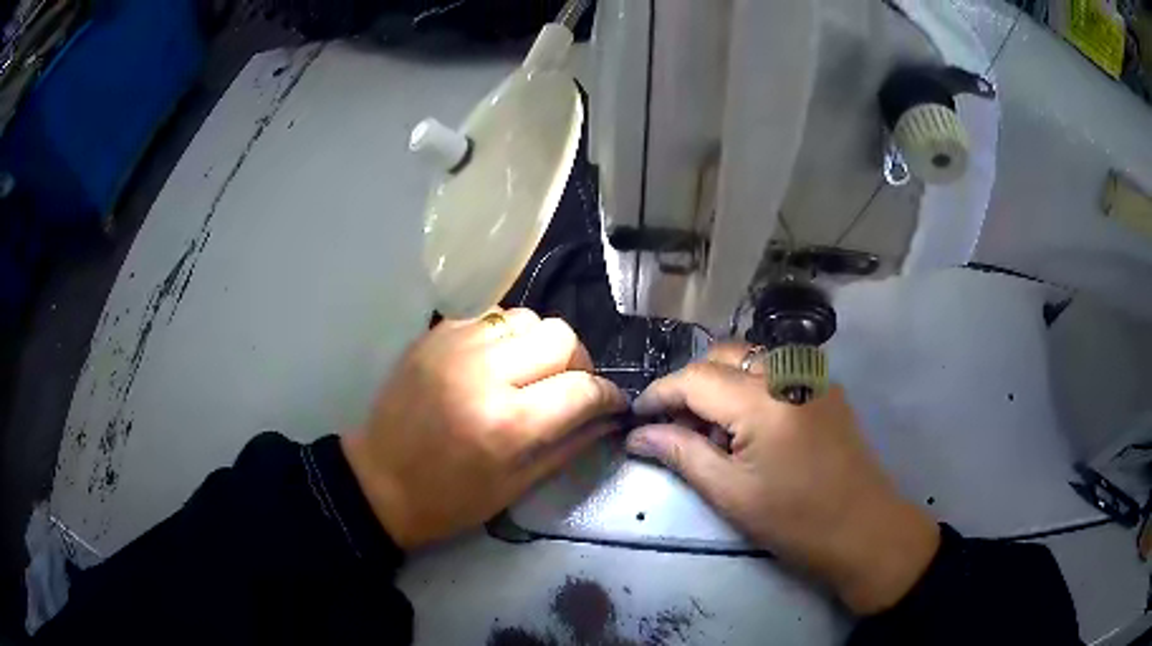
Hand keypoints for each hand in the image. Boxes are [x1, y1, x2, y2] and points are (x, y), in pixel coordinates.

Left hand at [342, 309, 626, 549]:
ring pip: (527, 318)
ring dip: (541, 345)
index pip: (582, 389)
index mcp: (506, 423)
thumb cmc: (448, 499)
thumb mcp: (516, 487)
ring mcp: (454, 346)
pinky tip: (495, 364)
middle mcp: (483, 372)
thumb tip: (609, 418)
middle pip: (560, 337)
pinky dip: (505, 337)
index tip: (612, 405)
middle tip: (569, 389)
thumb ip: (570, 446)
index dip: (608, 396)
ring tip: (530, 374)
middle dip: (579, 364)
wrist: (378, 481)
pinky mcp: (434, 336)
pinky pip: (490, 317)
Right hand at [625, 343, 939, 614]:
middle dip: (689, 384)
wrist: (865, 529)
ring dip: (720, 383)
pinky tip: (749, 427)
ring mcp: (812, 377)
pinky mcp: (826, 388)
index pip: (694, 378)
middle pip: (722, 356)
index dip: (659, 394)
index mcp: (762, 400)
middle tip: (673, 425)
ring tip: (711, 429)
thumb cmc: (795, 521)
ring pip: (750, 358)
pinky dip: (750, 387)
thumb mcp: (731, 493)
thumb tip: (638, 435)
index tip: (636, 417)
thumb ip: (682, 454)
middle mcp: (788, 373)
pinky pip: (776, 371)